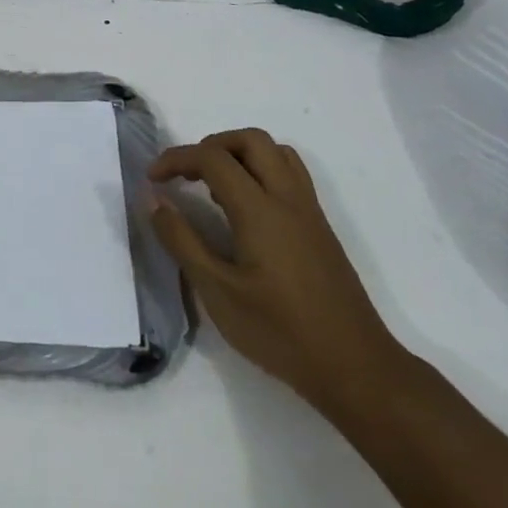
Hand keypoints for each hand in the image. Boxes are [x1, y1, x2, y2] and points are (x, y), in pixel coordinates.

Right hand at [150, 129, 408, 421]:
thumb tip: (154, 200)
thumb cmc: (279, 333)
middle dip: (211, 145)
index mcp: (260, 210)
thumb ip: (182, 241)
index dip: (176, 159)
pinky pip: (290, 175)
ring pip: (275, 152)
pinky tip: (244, 209)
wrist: (355, 368)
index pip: (213, 158)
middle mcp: (288, 198)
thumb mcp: (218, 292)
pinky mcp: (320, 228)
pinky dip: (260, 171)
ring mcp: (309, 211)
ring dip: (239, 154)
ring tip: (212, 186)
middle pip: (250, 140)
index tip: (152, 179)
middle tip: (185, 175)